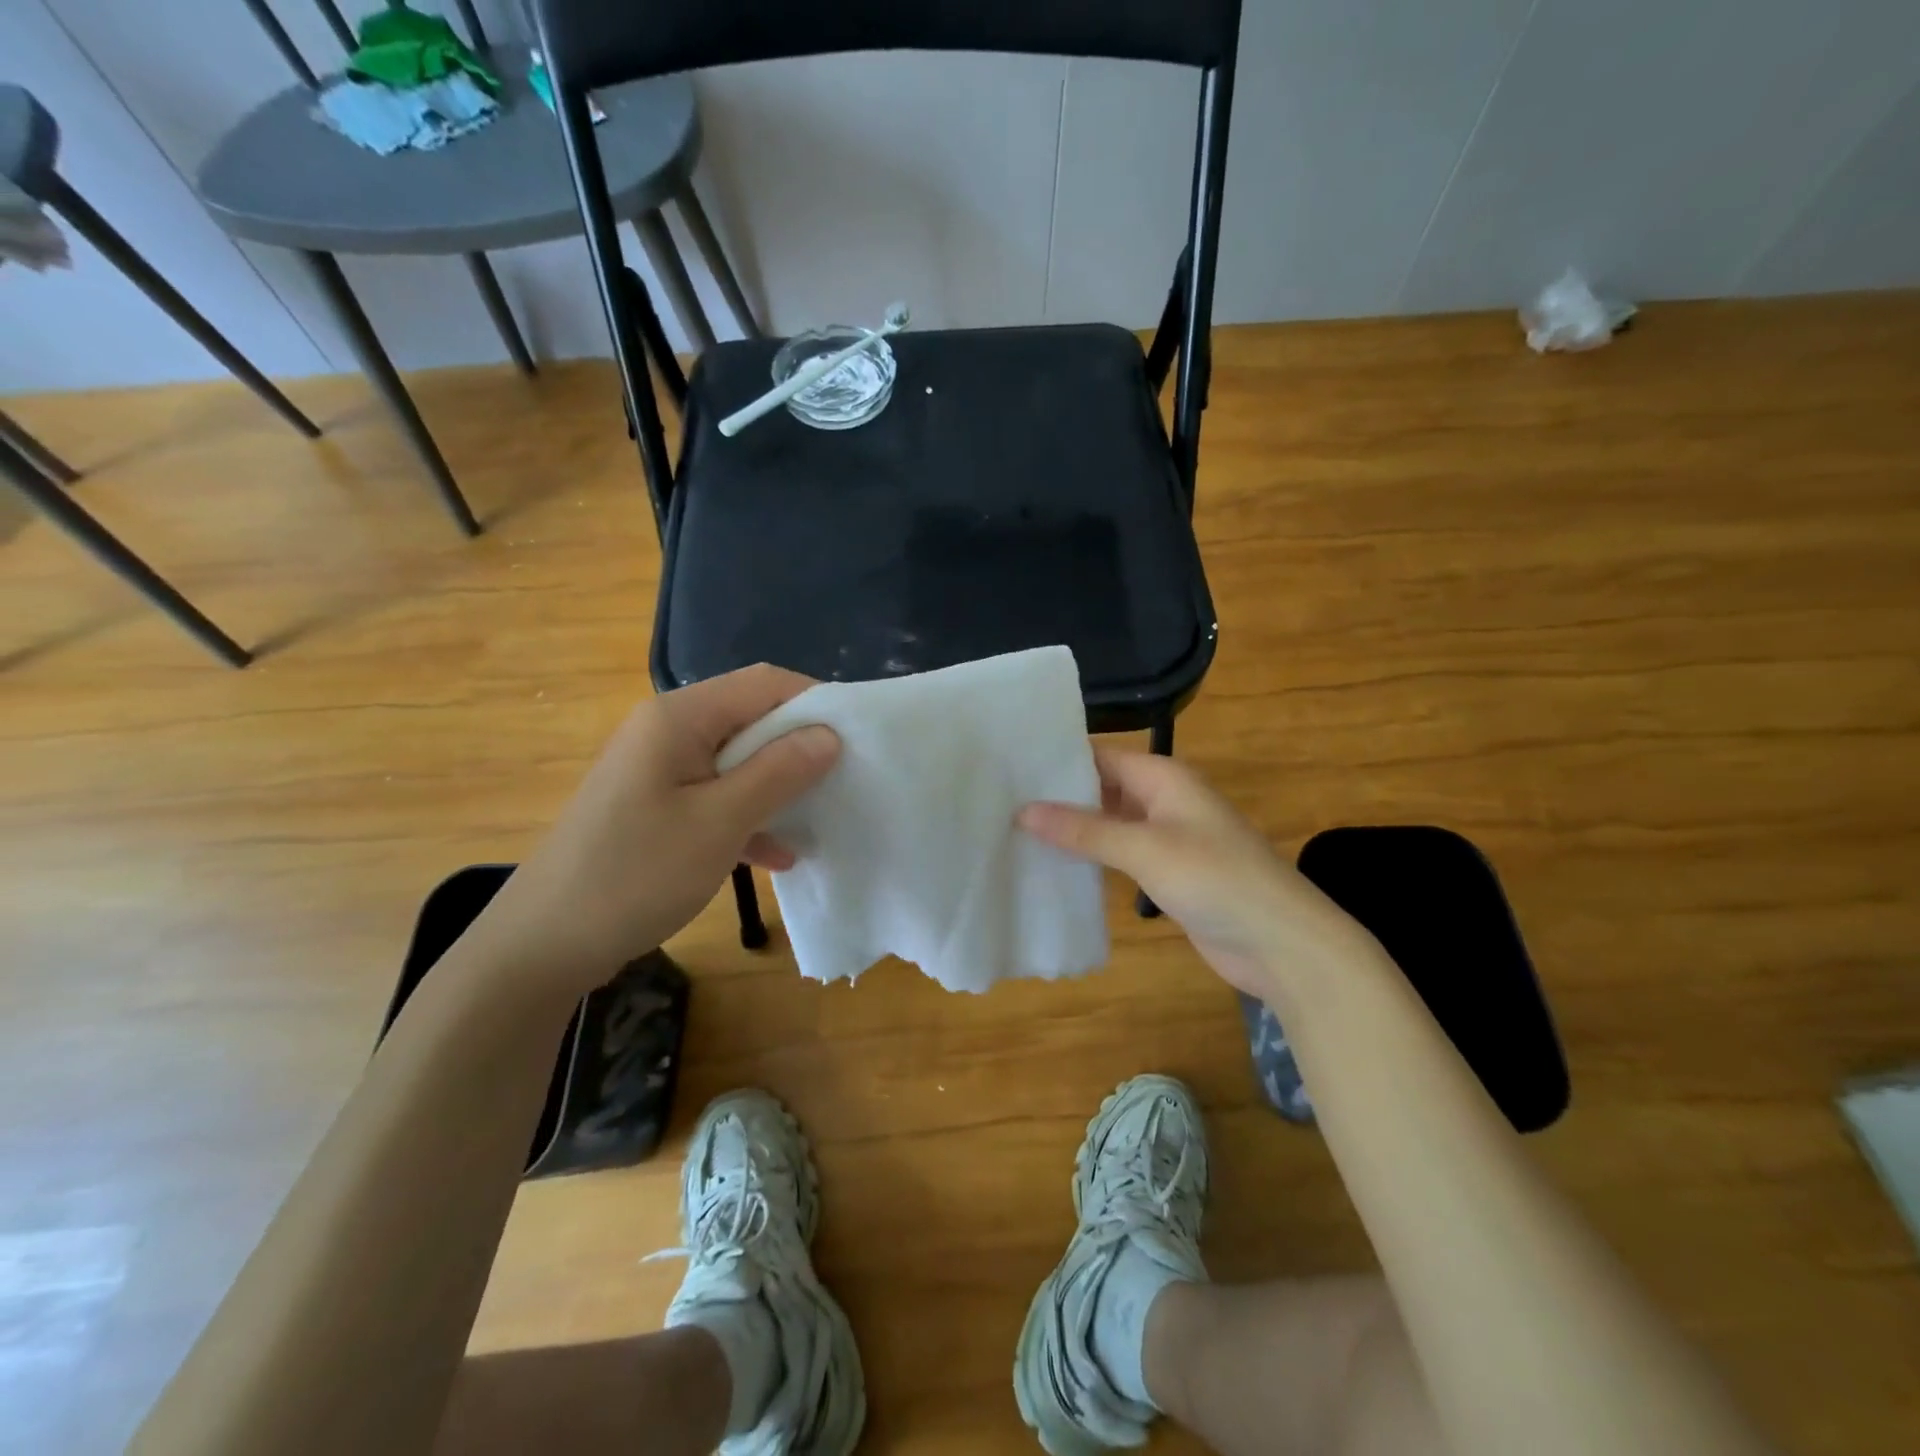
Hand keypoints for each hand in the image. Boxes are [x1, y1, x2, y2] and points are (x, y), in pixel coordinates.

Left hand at [472, 665, 838, 999]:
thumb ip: (779, 773)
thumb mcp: (720, 822)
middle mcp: (667, 731)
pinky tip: (777, 855)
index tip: (856, 740)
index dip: (815, 702)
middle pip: (751, 719)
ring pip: (738, 761)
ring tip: (819, 817)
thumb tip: (830, 735)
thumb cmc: (636, 874)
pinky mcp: (656, 806)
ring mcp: (659, 770)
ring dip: (778, 786)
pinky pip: (716, 796)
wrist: (544, 943)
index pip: (764, 683)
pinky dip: (748, 817)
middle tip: (844, 782)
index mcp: (679, 717)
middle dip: (800, 748)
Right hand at [1019, 747, 1382, 1002]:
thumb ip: (1085, 829)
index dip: (1058, 759)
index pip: (1100, 756)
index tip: (1007, 767)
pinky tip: (1054, 867)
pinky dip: (1092, 859)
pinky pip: (1120, 856)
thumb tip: (1023, 811)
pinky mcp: (1167, 874)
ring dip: (1073, 830)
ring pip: (1109, 824)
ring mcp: (1166, 838)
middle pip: (1102, 788)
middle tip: (999, 802)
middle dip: (1059, 796)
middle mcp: (1163, 800)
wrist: (1282, 943)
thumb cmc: (1217, 879)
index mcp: (1164, 777)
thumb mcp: (1146, 848)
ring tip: (1014, 832)